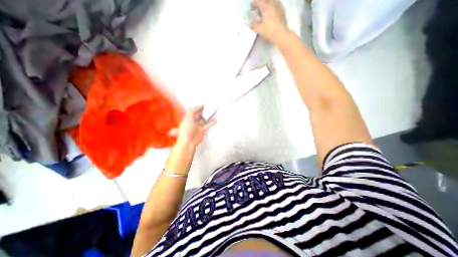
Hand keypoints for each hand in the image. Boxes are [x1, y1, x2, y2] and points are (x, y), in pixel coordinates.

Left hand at [175, 105, 216, 147]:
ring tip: (215, 111)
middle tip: (212, 107)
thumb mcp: (188, 116)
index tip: (206, 104)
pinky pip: (208, 125)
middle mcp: (194, 121)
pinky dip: (212, 122)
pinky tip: (215, 119)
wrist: (188, 141)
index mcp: (189, 117)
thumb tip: (199, 105)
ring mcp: (198, 126)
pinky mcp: (203, 130)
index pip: (195, 110)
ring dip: (210, 116)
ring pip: (205, 119)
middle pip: (201, 114)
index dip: (200, 107)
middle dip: (206, 111)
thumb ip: (194, 110)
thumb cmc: (186, 129)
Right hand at [250, 0, 289, 44]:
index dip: (254, 4)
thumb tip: (251, 23)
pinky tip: (272, 11)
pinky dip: (273, 6)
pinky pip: (277, 5)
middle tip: (258, 8)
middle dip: (261, 3)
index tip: (251, 6)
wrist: (281, 34)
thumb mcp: (259, 29)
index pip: (259, 2)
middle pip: (266, 0)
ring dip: (268, 3)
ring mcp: (278, 6)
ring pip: (272, 1)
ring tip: (265, 9)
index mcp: (266, 7)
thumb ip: (254, 25)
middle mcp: (272, 4)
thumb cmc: (269, 31)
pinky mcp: (282, 11)